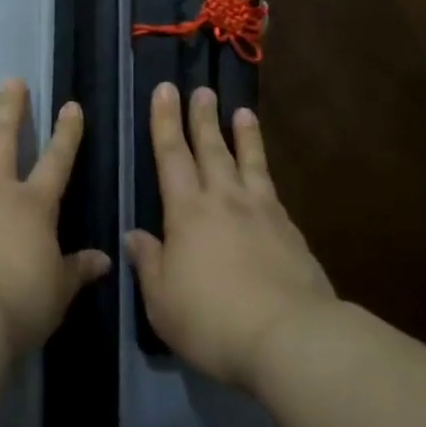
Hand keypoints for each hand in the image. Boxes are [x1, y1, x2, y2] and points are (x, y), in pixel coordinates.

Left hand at [0, 78, 111, 357]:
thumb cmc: (18, 303)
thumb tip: (104, 260)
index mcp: (32, 205)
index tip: (70, 106)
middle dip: (9, 109)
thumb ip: (76, 271)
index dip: (66, 133)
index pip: (56, 161)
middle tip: (9, 81)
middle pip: (2, 140)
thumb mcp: (58, 292)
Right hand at [127, 82, 335, 392]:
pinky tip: (264, 175)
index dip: (165, 122)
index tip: (164, 90)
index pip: (171, 156)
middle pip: (211, 149)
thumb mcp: (162, 301)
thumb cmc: (212, 320)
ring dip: (242, 135)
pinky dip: (265, 172)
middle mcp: (224, 200)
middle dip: (202, 117)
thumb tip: (135, 236)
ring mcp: (262, 213)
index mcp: (187, 212)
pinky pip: (272, 190)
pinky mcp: (290, 231)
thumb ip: (149, 263)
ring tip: (242, 111)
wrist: (290, 337)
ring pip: (248, 162)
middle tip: (200, 89)